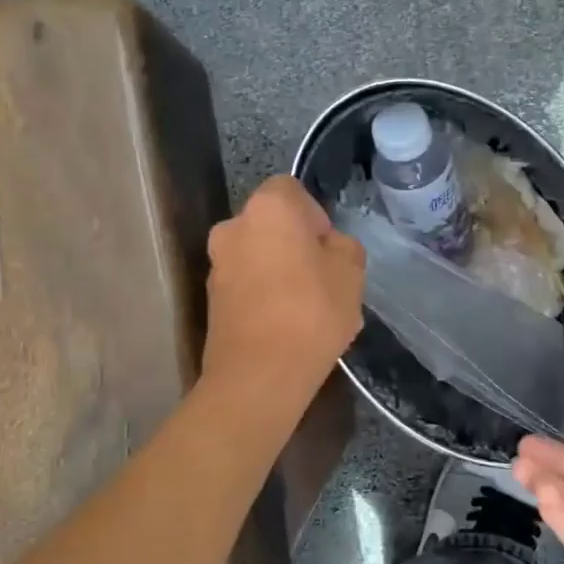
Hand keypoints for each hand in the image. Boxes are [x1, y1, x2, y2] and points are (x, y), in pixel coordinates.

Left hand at [202, 177, 363, 398]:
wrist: (259, 374)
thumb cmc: (311, 312)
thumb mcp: (351, 273)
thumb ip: (343, 247)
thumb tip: (329, 247)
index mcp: (267, 208)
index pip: (291, 189)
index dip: (315, 214)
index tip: (329, 248)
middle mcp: (233, 227)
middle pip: (272, 225)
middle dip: (297, 245)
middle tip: (324, 279)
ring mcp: (217, 265)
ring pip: (259, 257)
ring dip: (281, 272)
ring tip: (309, 310)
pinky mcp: (211, 300)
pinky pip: (247, 286)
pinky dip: (265, 296)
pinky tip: (288, 327)